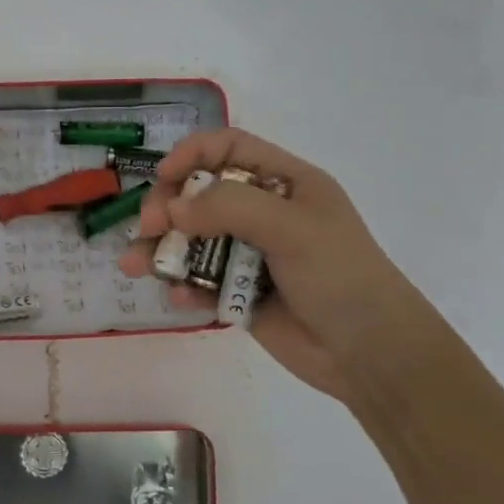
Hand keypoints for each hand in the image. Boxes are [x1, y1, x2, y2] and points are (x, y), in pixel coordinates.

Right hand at [117, 128, 422, 401]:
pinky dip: (184, 288)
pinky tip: (179, 300)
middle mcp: (264, 213)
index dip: (192, 155)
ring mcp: (250, 255)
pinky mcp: (240, 294)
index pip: (229, 149)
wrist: (369, 353)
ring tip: (133, 266)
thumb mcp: (291, 227)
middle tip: (150, 228)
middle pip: (200, 195)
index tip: (163, 177)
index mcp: (285, 183)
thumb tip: (174, 208)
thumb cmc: (340, 276)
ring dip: (162, 251)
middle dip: (169, 208)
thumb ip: (230, 208)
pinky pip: (200, 282)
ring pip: (192, 241)